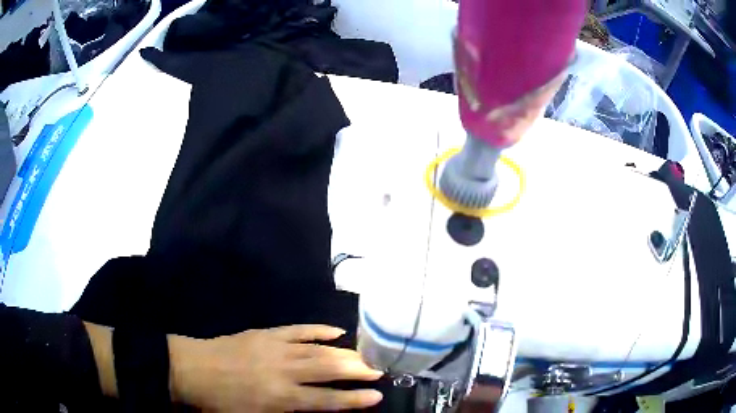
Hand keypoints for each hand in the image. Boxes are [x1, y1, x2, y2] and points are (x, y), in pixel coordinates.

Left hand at [169, 325, 383, 411]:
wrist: (193, 369)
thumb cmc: (221, 403)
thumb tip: (315, 407)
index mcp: (279, 397)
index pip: (325, 399)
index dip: (353, 399)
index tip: (377, 396)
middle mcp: (283, 371)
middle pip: (327, 369)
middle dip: (356, 370)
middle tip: (380, 369)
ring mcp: (275, 348)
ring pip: (318, 350)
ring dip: (344, 352)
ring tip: (366, 355)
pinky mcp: (267, 334)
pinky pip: (298, 329)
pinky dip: (319, 330)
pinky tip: (336, 331)